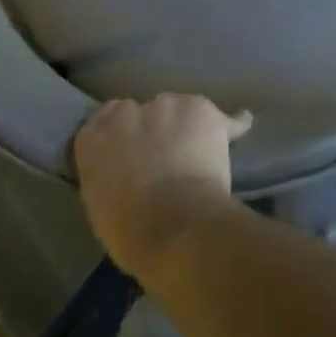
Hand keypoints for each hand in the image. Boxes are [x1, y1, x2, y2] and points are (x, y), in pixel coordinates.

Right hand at [72, 94, 252, 278]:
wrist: (171, 225)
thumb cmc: (127, 230)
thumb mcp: (100, 203)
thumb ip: (108, 175)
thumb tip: (124, 173)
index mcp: (93, 136)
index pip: (105, 121)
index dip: (125, 136)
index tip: (133, 152)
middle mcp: (127, 112)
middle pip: (144, 112)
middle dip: (155, 129)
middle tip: (166, 159)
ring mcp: (166, 105)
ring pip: (179, 110)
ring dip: (187, 128)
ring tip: (199, 155)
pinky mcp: (202, 110)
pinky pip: (223, 117)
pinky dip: (232, 124)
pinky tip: (242, 125)